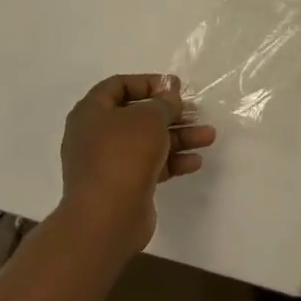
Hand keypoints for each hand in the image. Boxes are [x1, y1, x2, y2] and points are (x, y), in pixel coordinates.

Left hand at [59, 74, 216, 254]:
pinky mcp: (122, 186)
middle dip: (170, 114)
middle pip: (138, 116)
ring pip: (148, 142)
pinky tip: (194, 162)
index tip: (174, 88)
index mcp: (91, 112)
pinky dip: (171, 161)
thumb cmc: (124, 154)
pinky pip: (149, 165)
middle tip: (194, 112)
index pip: (119, 85)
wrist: (106, 218)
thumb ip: (164, 102)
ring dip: (179, 137)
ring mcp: (108, 163)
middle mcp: (96, 135)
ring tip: (208, 137)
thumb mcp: (150, 117)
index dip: (148, 83)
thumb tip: (169, 92)